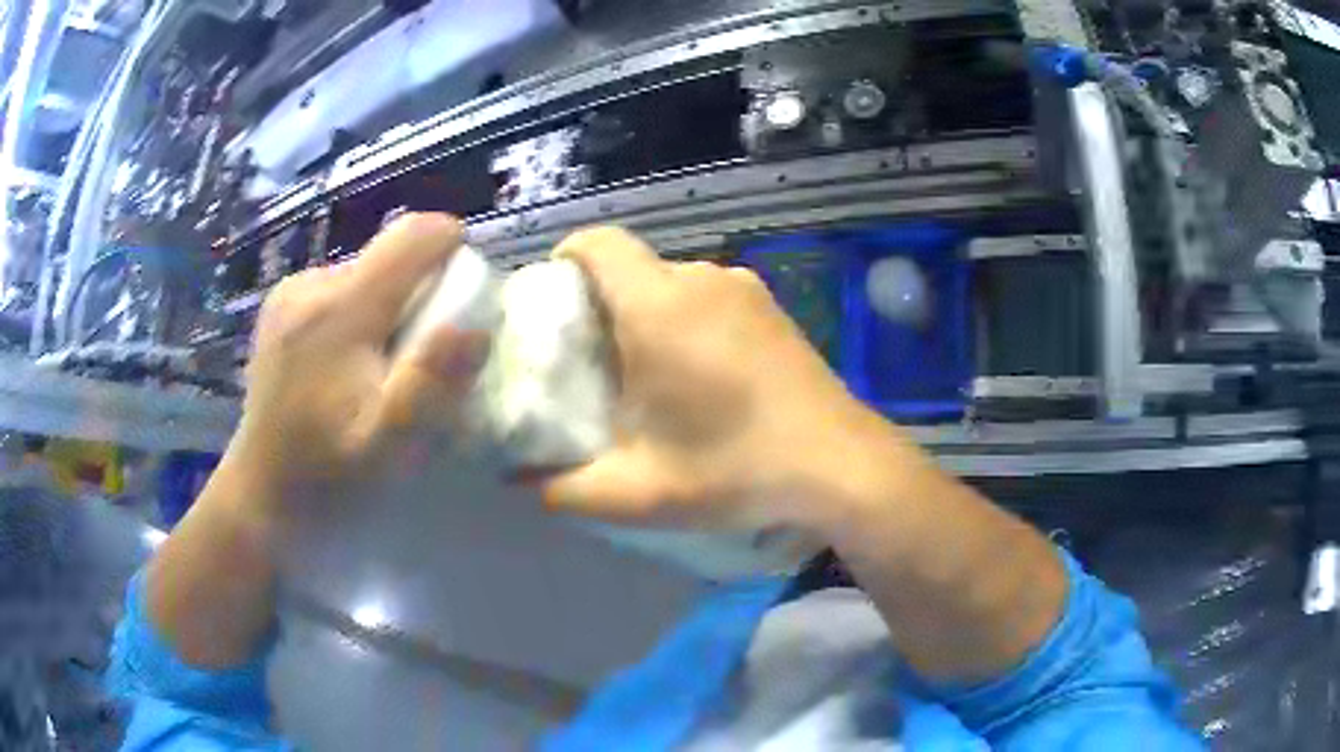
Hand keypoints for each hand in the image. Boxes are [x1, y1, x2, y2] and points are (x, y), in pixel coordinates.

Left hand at [224, 213, 487, 522]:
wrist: (260, 498)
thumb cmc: (326, 481)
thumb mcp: (387, 453)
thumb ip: (429, 388)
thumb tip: (475, 327)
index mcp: (339, 310)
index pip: (415, 235)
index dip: (452, 255)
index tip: (460, 307)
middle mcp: (311, 285)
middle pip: (392, 259)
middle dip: (419, 303)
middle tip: (410, 370)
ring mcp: (290, 293)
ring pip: (369, 277)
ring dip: (389, 315)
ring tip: (374, 377)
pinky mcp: (281, 307)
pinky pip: (342, 292)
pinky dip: (360, 321)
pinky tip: (343, 370)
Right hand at [542, 226, 919, 534]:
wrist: (840, 466)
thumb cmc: (735, 470)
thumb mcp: (637, 493)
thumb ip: (563, 490)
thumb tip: (519, 482)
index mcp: (659, 306)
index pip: (597, 243)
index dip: (565, 260)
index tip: (555, 307)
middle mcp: (702, 279)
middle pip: (632, 265)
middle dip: (602, 300)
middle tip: (594, 360)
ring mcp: (746, 288)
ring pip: (673, 281)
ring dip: (648, 312)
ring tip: (650, 374)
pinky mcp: (774, 308)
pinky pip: (711, 296)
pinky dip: (689, 319)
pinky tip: (705, 376)